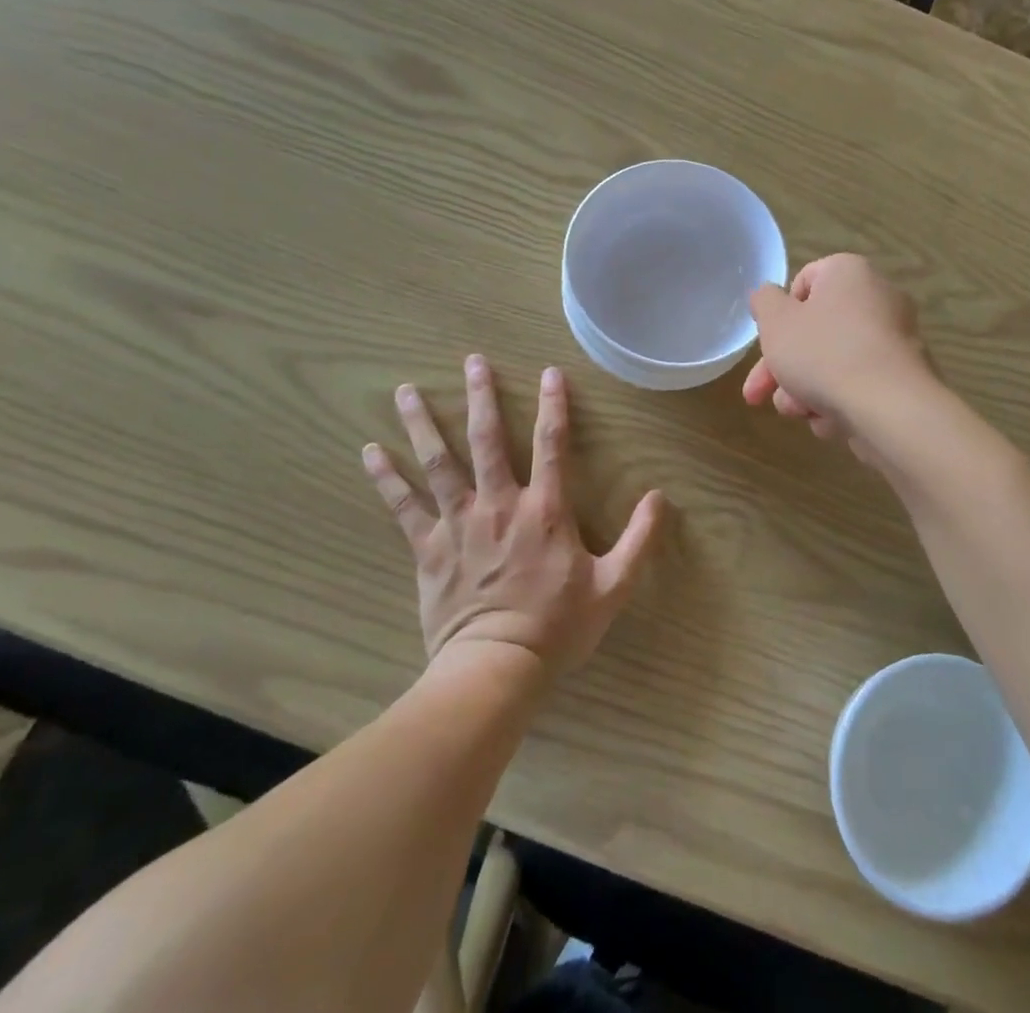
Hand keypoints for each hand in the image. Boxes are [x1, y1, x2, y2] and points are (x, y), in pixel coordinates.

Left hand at [362, 355, 665, 674]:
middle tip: (472, 361)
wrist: (496, 669)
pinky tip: (370, 451)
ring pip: (439, 462)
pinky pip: (404, 507)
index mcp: (544, 509)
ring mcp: (459, 523)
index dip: (553, 405)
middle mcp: (499, 504)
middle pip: (487, 439)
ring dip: (423, 423)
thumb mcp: (614, 586)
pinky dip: (387, 478)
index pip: (551, 444)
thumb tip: (660, 497)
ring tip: (407, 390)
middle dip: (481, 396)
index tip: (549, 372)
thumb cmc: (557, 627)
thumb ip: (640, 539)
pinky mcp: (429, 549)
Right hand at [742, 255, 931, 452]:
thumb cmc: (824, 354)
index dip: (780, 314)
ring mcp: (895, 341)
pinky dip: (839, 402)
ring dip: (806, 390)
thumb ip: (764, 302)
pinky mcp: (903, 379)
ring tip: (799, 412)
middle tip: (757, 395)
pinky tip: (830, 422)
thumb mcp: (776, 322)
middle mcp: (878, 298)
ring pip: (833, 363)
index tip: (768, 341)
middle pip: (816, 331)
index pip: (804, 281)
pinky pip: (859, 385)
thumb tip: (767, 296)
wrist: (889, 408)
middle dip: (783, 368)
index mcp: (849, 273)